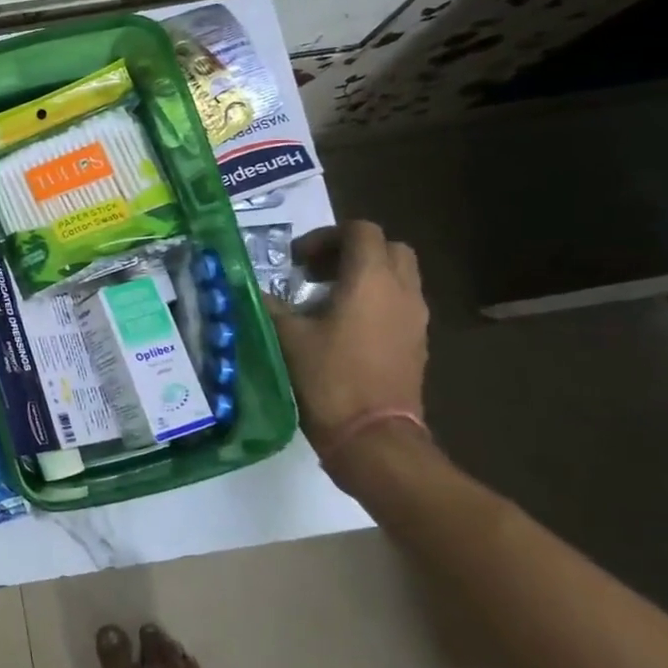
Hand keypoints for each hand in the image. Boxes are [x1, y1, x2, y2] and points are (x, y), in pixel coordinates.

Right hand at [264, 221, 427, 454]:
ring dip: (365, 276)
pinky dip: (375, 301)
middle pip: (387, 248)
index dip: (325, 236)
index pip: (360, 230)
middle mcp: (401, 290)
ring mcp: (415, 318)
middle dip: (351, 251)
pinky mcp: (417, 342)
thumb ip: (269, 303)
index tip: (296, 261)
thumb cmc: (328, 378)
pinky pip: (400, 304)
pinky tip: (343, 328)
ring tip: (326, 300)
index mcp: (370, 280)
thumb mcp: (286, 336)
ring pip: (398, 276)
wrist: (373, 437)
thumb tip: (250, 288)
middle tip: (315, 273)